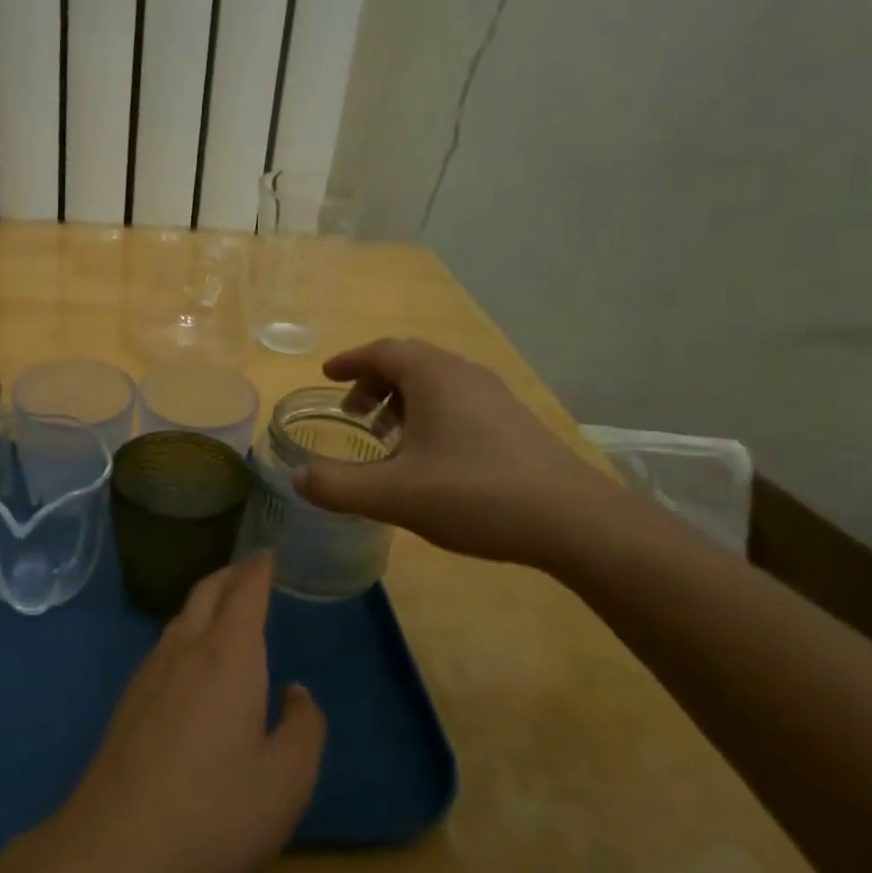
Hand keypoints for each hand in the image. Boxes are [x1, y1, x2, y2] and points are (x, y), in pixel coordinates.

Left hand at [30, 554, 326, 872]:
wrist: (115, 852)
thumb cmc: (215, 814)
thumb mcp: (286, 781)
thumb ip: (304, 728)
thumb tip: (296, 692)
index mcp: (229, 656)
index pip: (246, 592)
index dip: (259, 569)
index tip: (269, 553)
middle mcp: (187, 649)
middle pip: (208, 592)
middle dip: (231, 574)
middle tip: (251, 569)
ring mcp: (150, 672)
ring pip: (182, 616)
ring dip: (206, 600)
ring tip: (225, 606)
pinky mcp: (129, 700)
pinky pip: (165, 644)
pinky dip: (188, 629)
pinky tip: (192, 659)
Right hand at [293, 337, 617, 569]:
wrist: (574, 521)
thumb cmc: (476, 495)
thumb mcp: (395, 495)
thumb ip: (339, 487)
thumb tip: (298, 478)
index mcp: (434, 376)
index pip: (382, 351)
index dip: (350, 362)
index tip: (326, 376)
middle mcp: (464, 374)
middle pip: (409, 362)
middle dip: (373, 382)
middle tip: (352, 413)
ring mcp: (494, 397)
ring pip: (436, 382)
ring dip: (401, 400)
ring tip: (385, 437)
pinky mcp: (513, 422)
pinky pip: (457, 401)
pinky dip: (429, 414)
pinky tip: (428, 457)